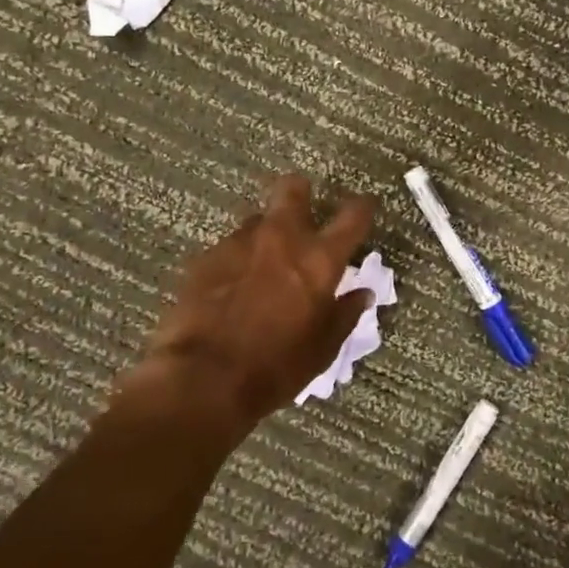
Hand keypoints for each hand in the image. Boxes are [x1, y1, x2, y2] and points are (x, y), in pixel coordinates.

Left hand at [118, 176, 376, 444]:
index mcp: (319, 260)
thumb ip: (344, 314)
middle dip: (300, 192)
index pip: (352, 217)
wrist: (205, 378)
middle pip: (293, 189)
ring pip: (258, 219)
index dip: (361, 208)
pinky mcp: (206, 257)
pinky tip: (231, 286)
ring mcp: (239, 243)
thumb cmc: (276, 367)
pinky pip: (229, 247)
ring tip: (262, 263)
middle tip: (302, 210)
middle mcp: (281, 238)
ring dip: (266, 234)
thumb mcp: (322, 348)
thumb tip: (362, 294)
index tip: (363, 206)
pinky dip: (237, 260)